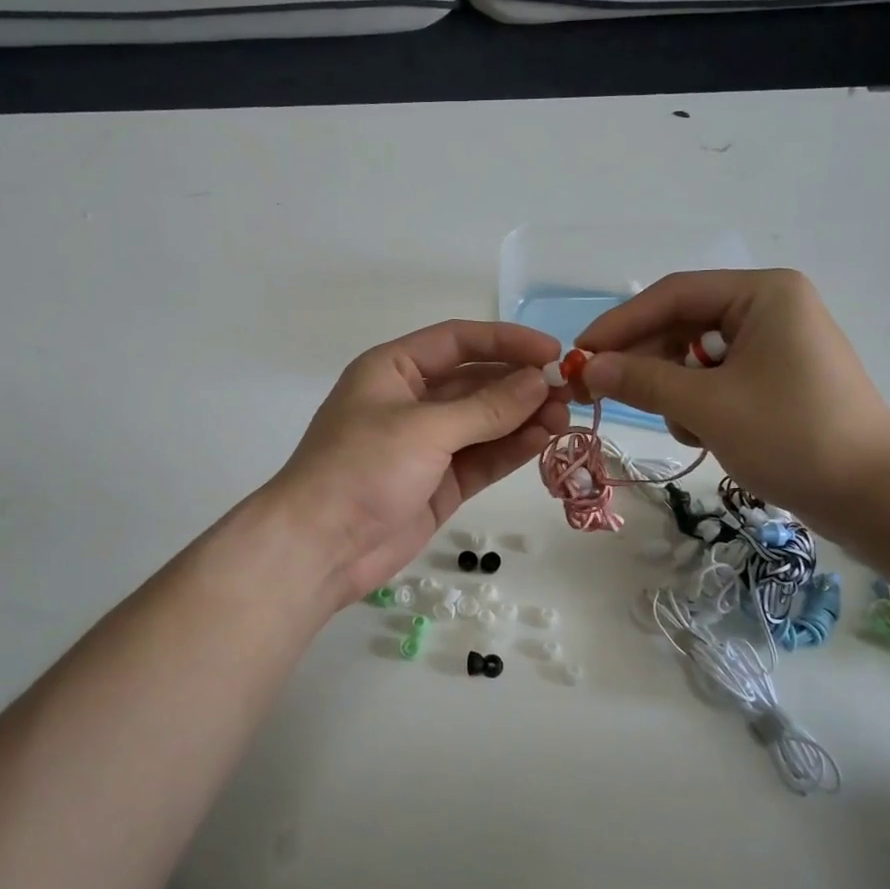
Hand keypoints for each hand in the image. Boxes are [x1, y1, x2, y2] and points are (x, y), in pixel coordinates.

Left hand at [267, 321, 568, 602]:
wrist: (320, 547)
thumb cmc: (361, 468)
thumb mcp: (424, 429)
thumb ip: (487, 407)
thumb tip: (540, 381)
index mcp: (395, 369)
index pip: (458, 341)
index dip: (506, 340)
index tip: (552, 350)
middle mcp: (412, 401)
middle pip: (476, 381)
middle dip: (521, 384)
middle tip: (569, 391)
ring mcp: (427, 445)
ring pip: (485, 422)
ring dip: (523, 417)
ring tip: (565, 418)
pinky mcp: (440, 483)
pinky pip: (483, 457)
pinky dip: (512, 449)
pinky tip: (544, 441)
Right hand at [576, 270, 889, 538]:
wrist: (875, 498)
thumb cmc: (792, 437)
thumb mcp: (707, 406)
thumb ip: (643, 380)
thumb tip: (588, 367)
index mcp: (763, 293)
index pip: (673, 295)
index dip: (619, 324)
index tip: (578, 354)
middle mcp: (770, 308)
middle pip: (683, 324)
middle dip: (645, 361)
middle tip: (599, 392)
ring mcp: (777, 345)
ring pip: (696, 356)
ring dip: (674, 390)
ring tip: (682, 428)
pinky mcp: (778, 379)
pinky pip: (718, 379)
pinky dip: (699, 404)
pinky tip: (704, 435)